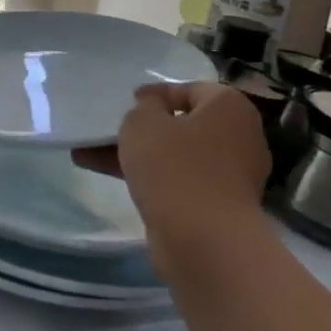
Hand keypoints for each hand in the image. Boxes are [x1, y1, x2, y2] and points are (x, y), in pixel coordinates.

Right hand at [76, 82, 268, 275]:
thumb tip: (153, 109)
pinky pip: (179, 182)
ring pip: (177, 156)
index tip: (128, 102)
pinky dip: (150, 179)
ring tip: (91, 154)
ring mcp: (231, 176)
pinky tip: (110, 179)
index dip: (156, 93)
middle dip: (144, 128)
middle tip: (112, 129)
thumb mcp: (143, 122)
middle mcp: (240, 138)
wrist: (203, 242)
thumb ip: (144, 107)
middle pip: (184, 125)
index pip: (191, 89)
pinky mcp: (218, 208)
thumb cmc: (174, 166)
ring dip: (139, 155)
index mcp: (230, 107)